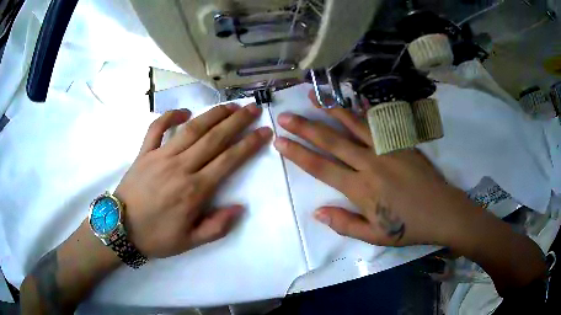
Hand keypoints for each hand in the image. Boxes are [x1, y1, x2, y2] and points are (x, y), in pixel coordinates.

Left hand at [115, 104, 271, 257]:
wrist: (120, 229)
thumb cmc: (156, 237)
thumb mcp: (190, 242)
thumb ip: (217, 227)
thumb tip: (240, 207)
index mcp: (194, 190)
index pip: (228, 161)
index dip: (249, 144)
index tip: (264, 132)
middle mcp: (180, 167)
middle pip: (214, 138)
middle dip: (237, 121)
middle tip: (253, 108)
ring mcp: (160, 156)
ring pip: (191, 129)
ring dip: (213, 114)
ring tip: (230, 105)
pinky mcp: (144, 152)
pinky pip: (156, 128)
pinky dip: (170, 117)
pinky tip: (184, 112)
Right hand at [273, 91, 479, 247]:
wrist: (442, 211)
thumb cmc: (408, 227)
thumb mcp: (374, 236)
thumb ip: (344, 224)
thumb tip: (317, 212)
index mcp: (360, 189)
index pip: (321, 167)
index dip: (298, 154)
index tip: (280, 141)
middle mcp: (369, 163)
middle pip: (331, 142)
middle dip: (305, 128)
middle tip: (285, 116)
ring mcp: (386, 149)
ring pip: (353, 125)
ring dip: (331, 110)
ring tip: (313, 96)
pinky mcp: (401, 142)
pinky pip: (379, 122)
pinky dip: (364, 110)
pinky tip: (353, 100)